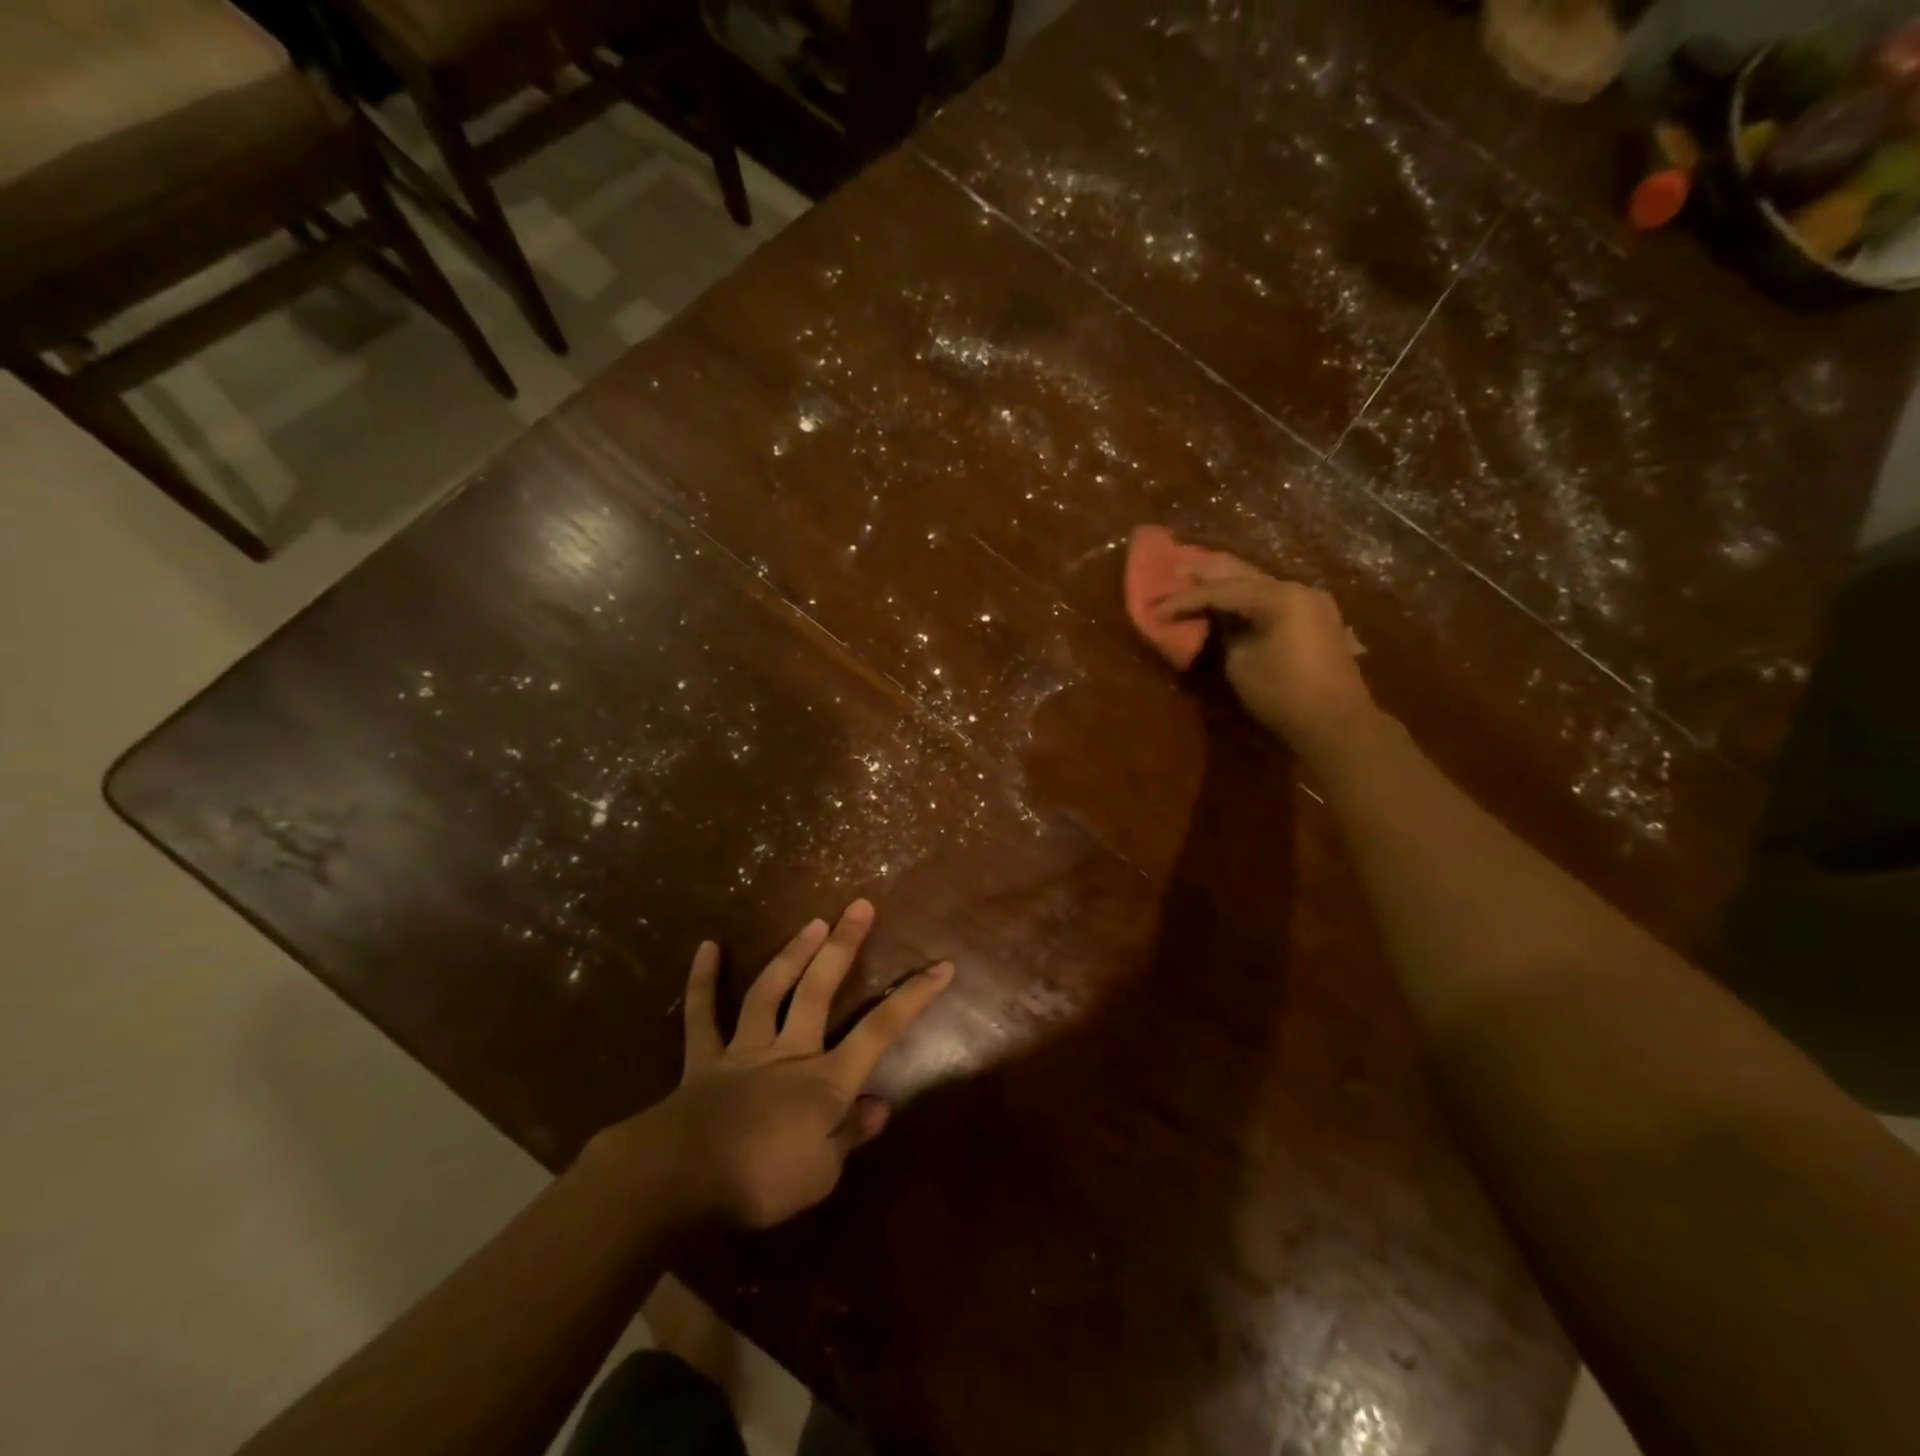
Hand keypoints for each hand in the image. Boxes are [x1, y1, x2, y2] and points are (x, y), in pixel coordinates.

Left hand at [630, 900, 952, 1228]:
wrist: (680, 1181)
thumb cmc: (760, 1182)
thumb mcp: (821, 1175)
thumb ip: (850, 1135)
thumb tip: (880, 1106)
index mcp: (825, 1081)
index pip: (880, 1031)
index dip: (913, 998)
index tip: (941, 966)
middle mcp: (790, 1052)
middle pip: (820, 990)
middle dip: (843, 946)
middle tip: (859, 906)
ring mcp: (746, 1049)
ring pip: (771, 991)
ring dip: (792, 954)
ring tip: (812, 922)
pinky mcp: (705, 1059)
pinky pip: (703, 1016)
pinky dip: (703, 982)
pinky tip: (707, 946)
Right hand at [1162, 556, 1377, 760]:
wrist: (1337, 722)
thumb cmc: (1283, 694)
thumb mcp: (1241, 664)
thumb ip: (1226, 633)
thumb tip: (1220, 621)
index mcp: (1278, 598)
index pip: (1220, 591)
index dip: (1185, 599)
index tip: (1156, 607)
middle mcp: (1297, 589)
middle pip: (1242, 574)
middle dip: (1206, 573)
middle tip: (1174, 566)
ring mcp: (1311, 601)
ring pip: (1259, 583)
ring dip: (1228, 581)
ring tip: (1198, 575)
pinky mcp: (1316, 617)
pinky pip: (1274, 597)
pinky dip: (1248, 595)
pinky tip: (1231, 596)